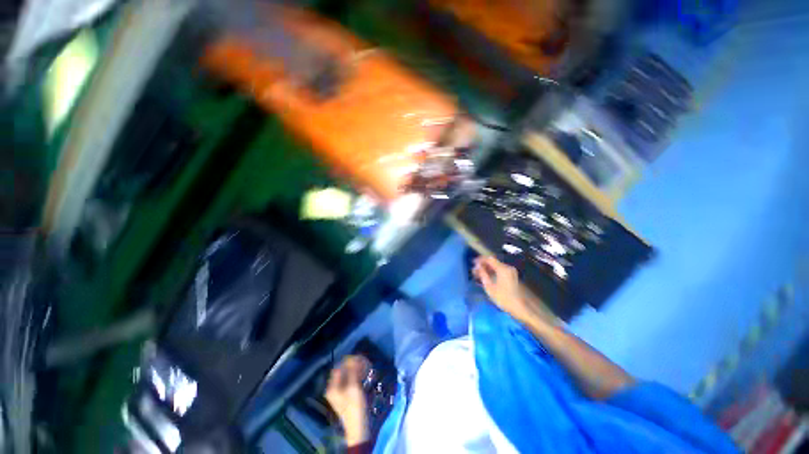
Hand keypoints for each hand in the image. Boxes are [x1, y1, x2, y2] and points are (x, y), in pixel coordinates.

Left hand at [325, 355, 369, 445]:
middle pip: (344, 370)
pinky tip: (365, 375)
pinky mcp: (347, 394)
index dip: (349, 361)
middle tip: (365, 362)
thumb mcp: (354, 387)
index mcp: (332, 387)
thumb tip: (353, 357)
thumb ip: (352, 371)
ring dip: (357, 369)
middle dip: (354, 365)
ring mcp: (341, 392)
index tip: (360, 358)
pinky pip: (351, 380)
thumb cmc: (355, 407)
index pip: (339, 367)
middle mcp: (334, 388)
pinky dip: (358, 375)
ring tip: (367, 368)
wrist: (359, 427)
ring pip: (349, 374)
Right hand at [473, 256, 534, 323]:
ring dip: (487, 268)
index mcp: (502, 269)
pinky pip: (500, 270)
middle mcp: (507, 267)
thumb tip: (477, 267)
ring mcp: (511, 271)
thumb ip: (483, 274)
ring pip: (496, 266)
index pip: (490, 259)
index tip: (473, 263)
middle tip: (475, 269)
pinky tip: (487, 276)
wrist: (518, 307)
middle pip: (493, 262)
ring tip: (479, 274)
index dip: (480, 259)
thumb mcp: (489, 287)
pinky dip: (493, 271)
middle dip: (483, 264)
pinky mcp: (511, 276)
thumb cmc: (502, 298)